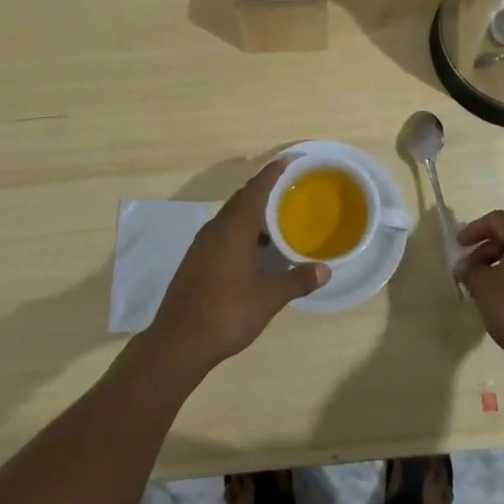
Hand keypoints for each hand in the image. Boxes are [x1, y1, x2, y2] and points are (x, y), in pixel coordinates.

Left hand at [148, 161, 327, 370]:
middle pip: (241, 200)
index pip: (256, 189)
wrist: (178, 342)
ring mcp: (201, 246)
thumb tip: (325, 270)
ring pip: (230, 219)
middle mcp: (216, 229)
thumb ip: (297, 280)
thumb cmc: (228, 311)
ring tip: (275, 225)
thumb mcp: (269, 297)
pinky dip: (240, 234)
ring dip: (251, 217)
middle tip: (287, 192)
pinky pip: (221, 235)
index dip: (272, 173)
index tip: (287, 161)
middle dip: (263, 193)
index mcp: (235, 227)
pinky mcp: (194, 262)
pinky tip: (253, 254)